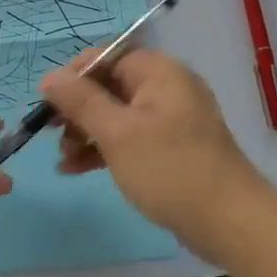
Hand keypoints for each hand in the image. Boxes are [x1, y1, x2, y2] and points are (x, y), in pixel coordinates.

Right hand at [39, 49, 265, 252]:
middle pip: (109, 85)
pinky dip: (104, 149)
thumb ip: (80, 102)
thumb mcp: (117, 133)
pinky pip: (129, 139)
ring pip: (116, 115)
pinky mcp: (170, 149)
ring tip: (63, 158)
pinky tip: (75, 169)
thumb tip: (49, 77)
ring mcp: (170, 121)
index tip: (48, 102)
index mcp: (159, 72)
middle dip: (77, 108)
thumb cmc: (170, 168)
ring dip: (86, 132)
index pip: (107, 55)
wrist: (228, 221)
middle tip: (50, 133)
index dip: (74, 75)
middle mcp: (166, 88)